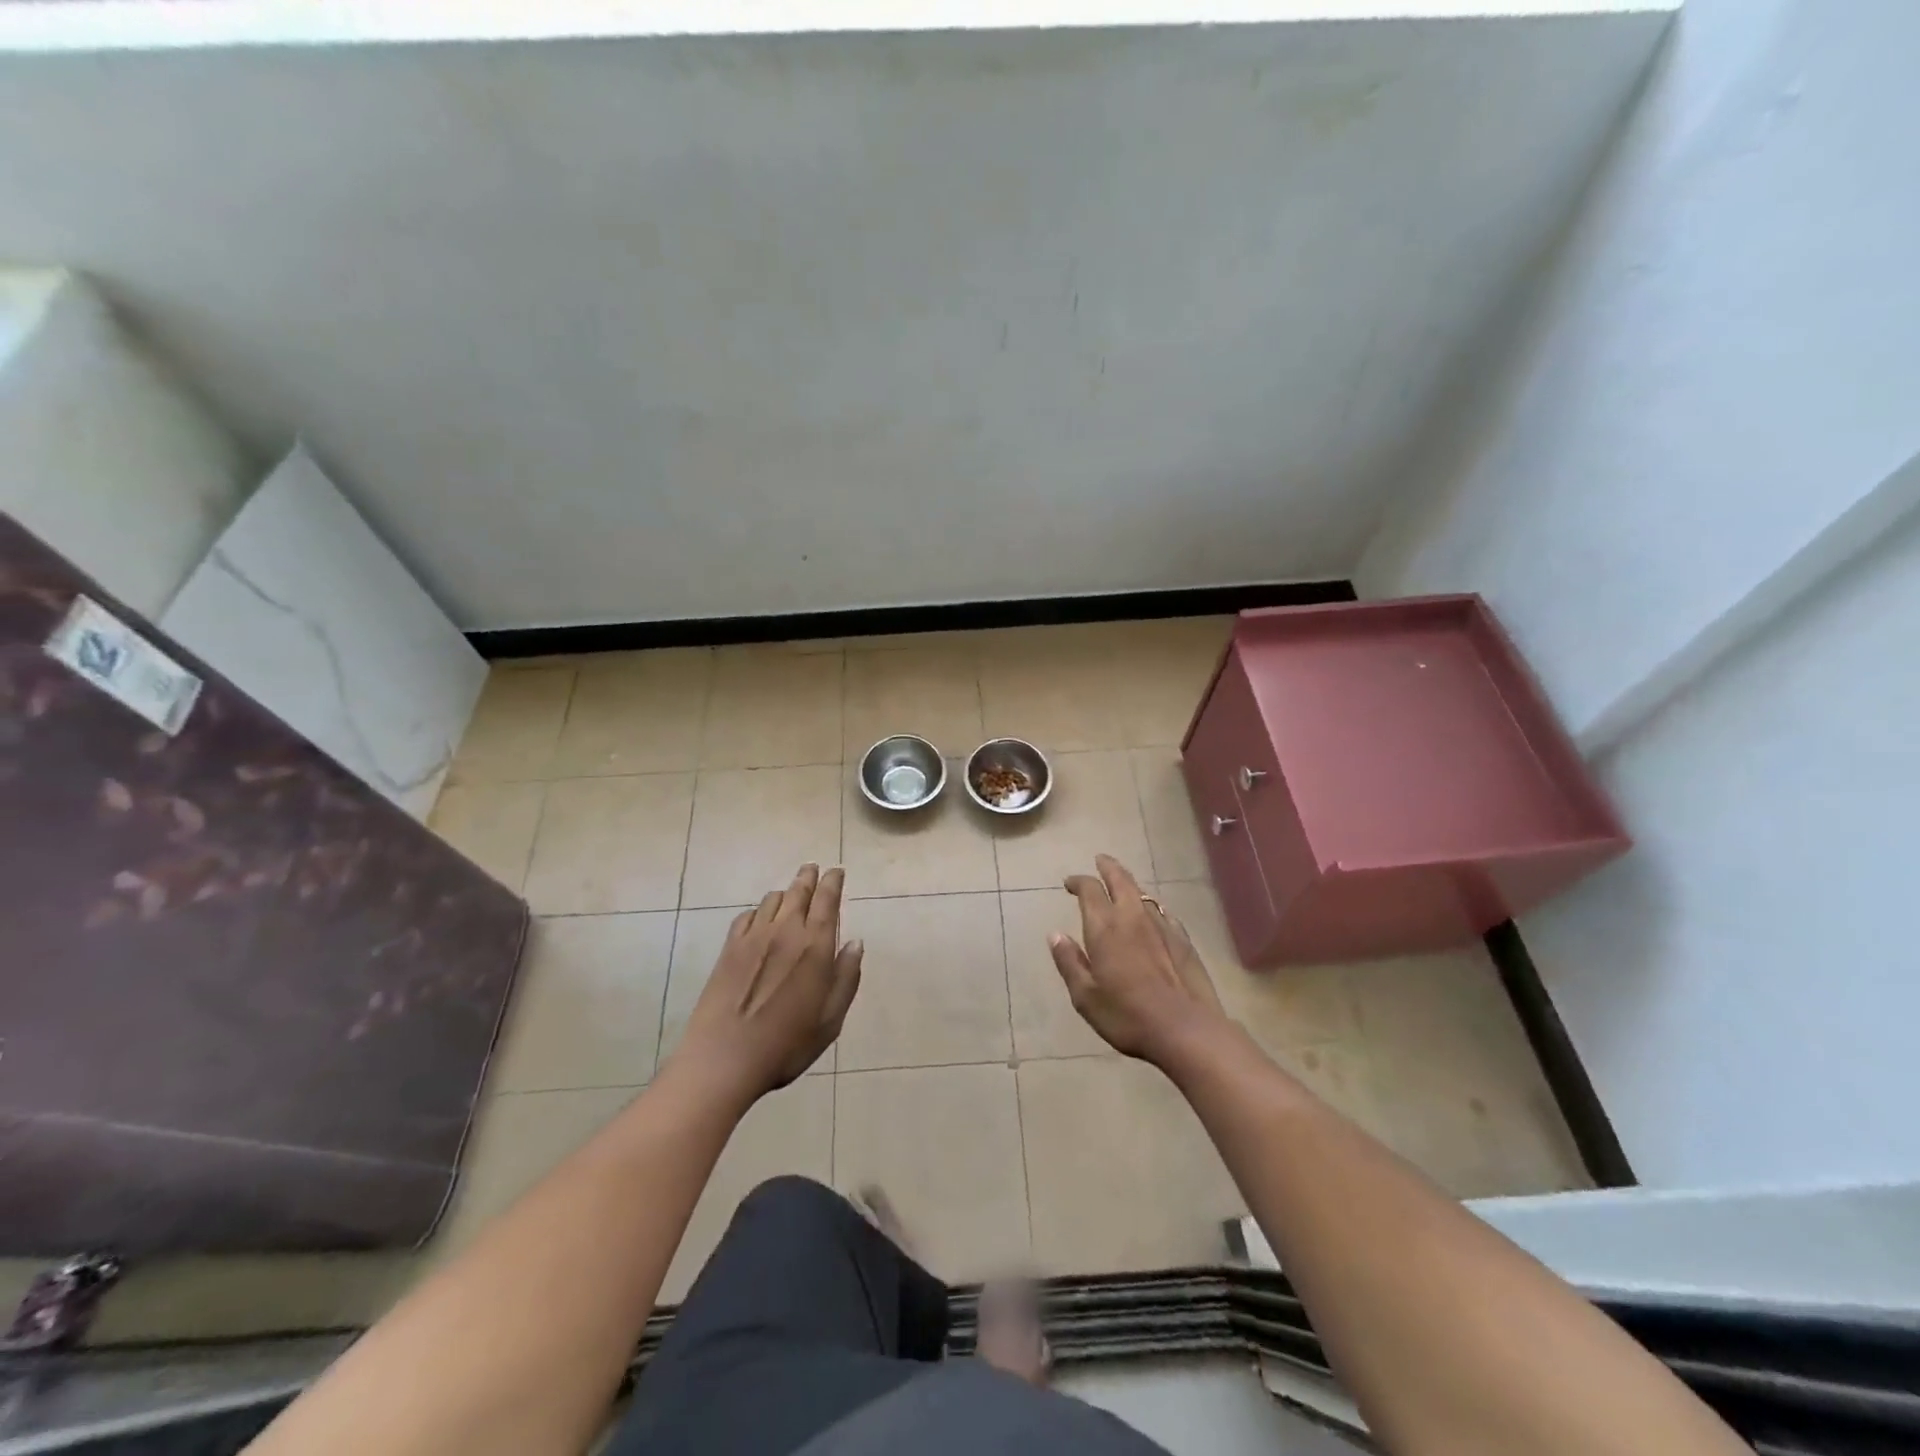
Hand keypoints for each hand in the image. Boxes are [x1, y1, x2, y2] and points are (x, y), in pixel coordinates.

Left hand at [674, 864, 862, 1099]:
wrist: (723, 1060)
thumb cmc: (786, 1045)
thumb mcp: (830, 1020)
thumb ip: (846, 978)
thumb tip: (855, 943)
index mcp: (814, 946)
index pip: (827, 900)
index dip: (833, 882)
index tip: (837, 871)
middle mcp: (785, 931)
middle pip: (798, 891)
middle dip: (808, 877)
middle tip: (813, 868)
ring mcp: (753, 938)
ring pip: (772, 900)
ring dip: (785, 893)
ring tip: (790, 895)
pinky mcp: (728, 949)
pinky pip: (746, 916)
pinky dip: (758, 911)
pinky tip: (760, 920)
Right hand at [1049, 854, 1230, 1066]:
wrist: (1186, 1029)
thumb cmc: (1127, 1015)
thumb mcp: (1086, 997)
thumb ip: (1069, 962)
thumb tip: (1055, 935)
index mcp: (1105, 927)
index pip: (1089, 889)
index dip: (1078, 881)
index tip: (1069, 883)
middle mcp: (1132, 917)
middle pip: (1121, 879)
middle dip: (1107, 867)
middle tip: (1099, 860)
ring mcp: (1162, 926)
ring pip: (1142, 893)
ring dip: (1129, 885)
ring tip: (1122, 886)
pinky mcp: (1183, 939)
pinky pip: (1162, 912)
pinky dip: (1150, 907)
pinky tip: (1152, 916)